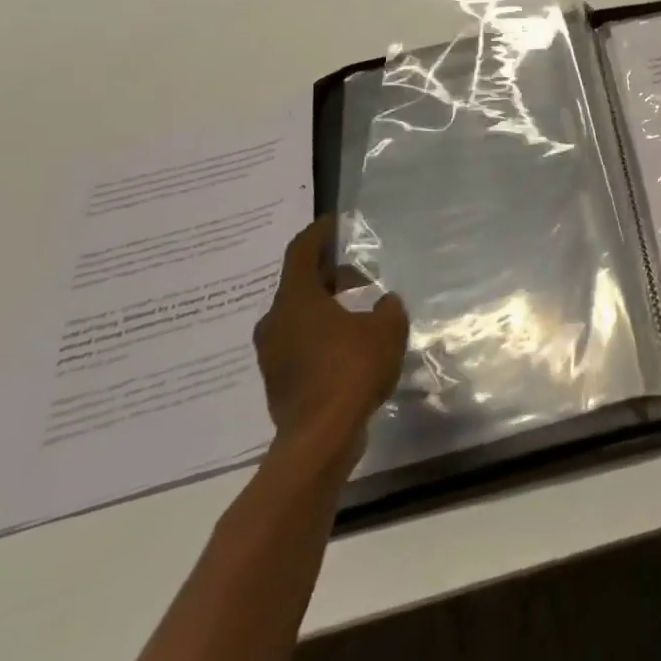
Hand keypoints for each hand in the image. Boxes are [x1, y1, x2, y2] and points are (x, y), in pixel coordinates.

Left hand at [254, 216, 409, 469]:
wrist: (320, 438)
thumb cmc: (351, 369)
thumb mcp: (387, 329)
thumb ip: (388, 308)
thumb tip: (384, 302)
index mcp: (296, 299)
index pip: (302, 252)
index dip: (319, 233)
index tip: (334, 222)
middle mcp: (275, 321)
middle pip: (301, 284)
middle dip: (332, 275)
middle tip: (362, 275)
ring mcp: (272, 352)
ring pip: (299, 315)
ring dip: (327, 306)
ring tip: (360, 310)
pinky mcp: (278, 379)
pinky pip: (300, 342)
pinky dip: (322, 333)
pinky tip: (350, 345)